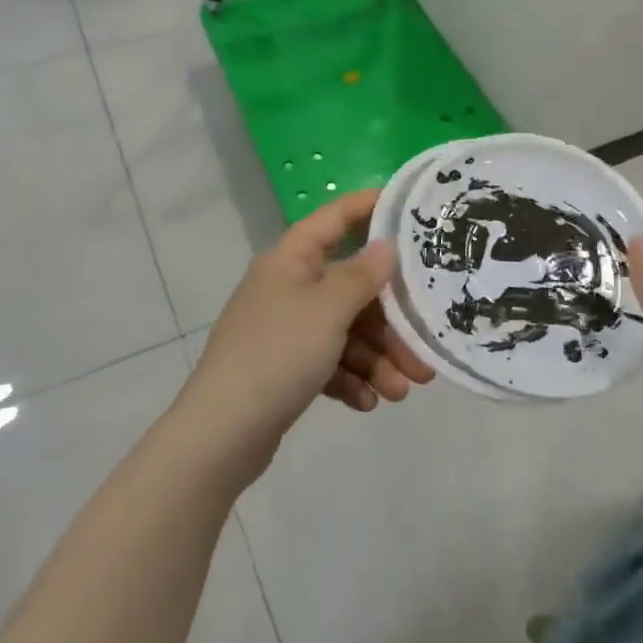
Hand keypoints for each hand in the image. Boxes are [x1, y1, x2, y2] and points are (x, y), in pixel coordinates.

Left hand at [176, 189, 435, 482]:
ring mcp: (284, 329)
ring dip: (377, 358)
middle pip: (350, 288)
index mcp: (291, 260)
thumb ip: (362, 276)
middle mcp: (288, 287)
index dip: (369, 206)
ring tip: (401, 391)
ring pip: (344, 331)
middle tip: (423, 348)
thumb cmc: (277, 355)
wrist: (220, 436)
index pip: (335, 217)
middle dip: (390, 320)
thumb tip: (385, 247)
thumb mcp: (327, 311)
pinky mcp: (284, 368)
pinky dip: (351, 379)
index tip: (409, 207)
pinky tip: (369, 402)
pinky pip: (328, 362)